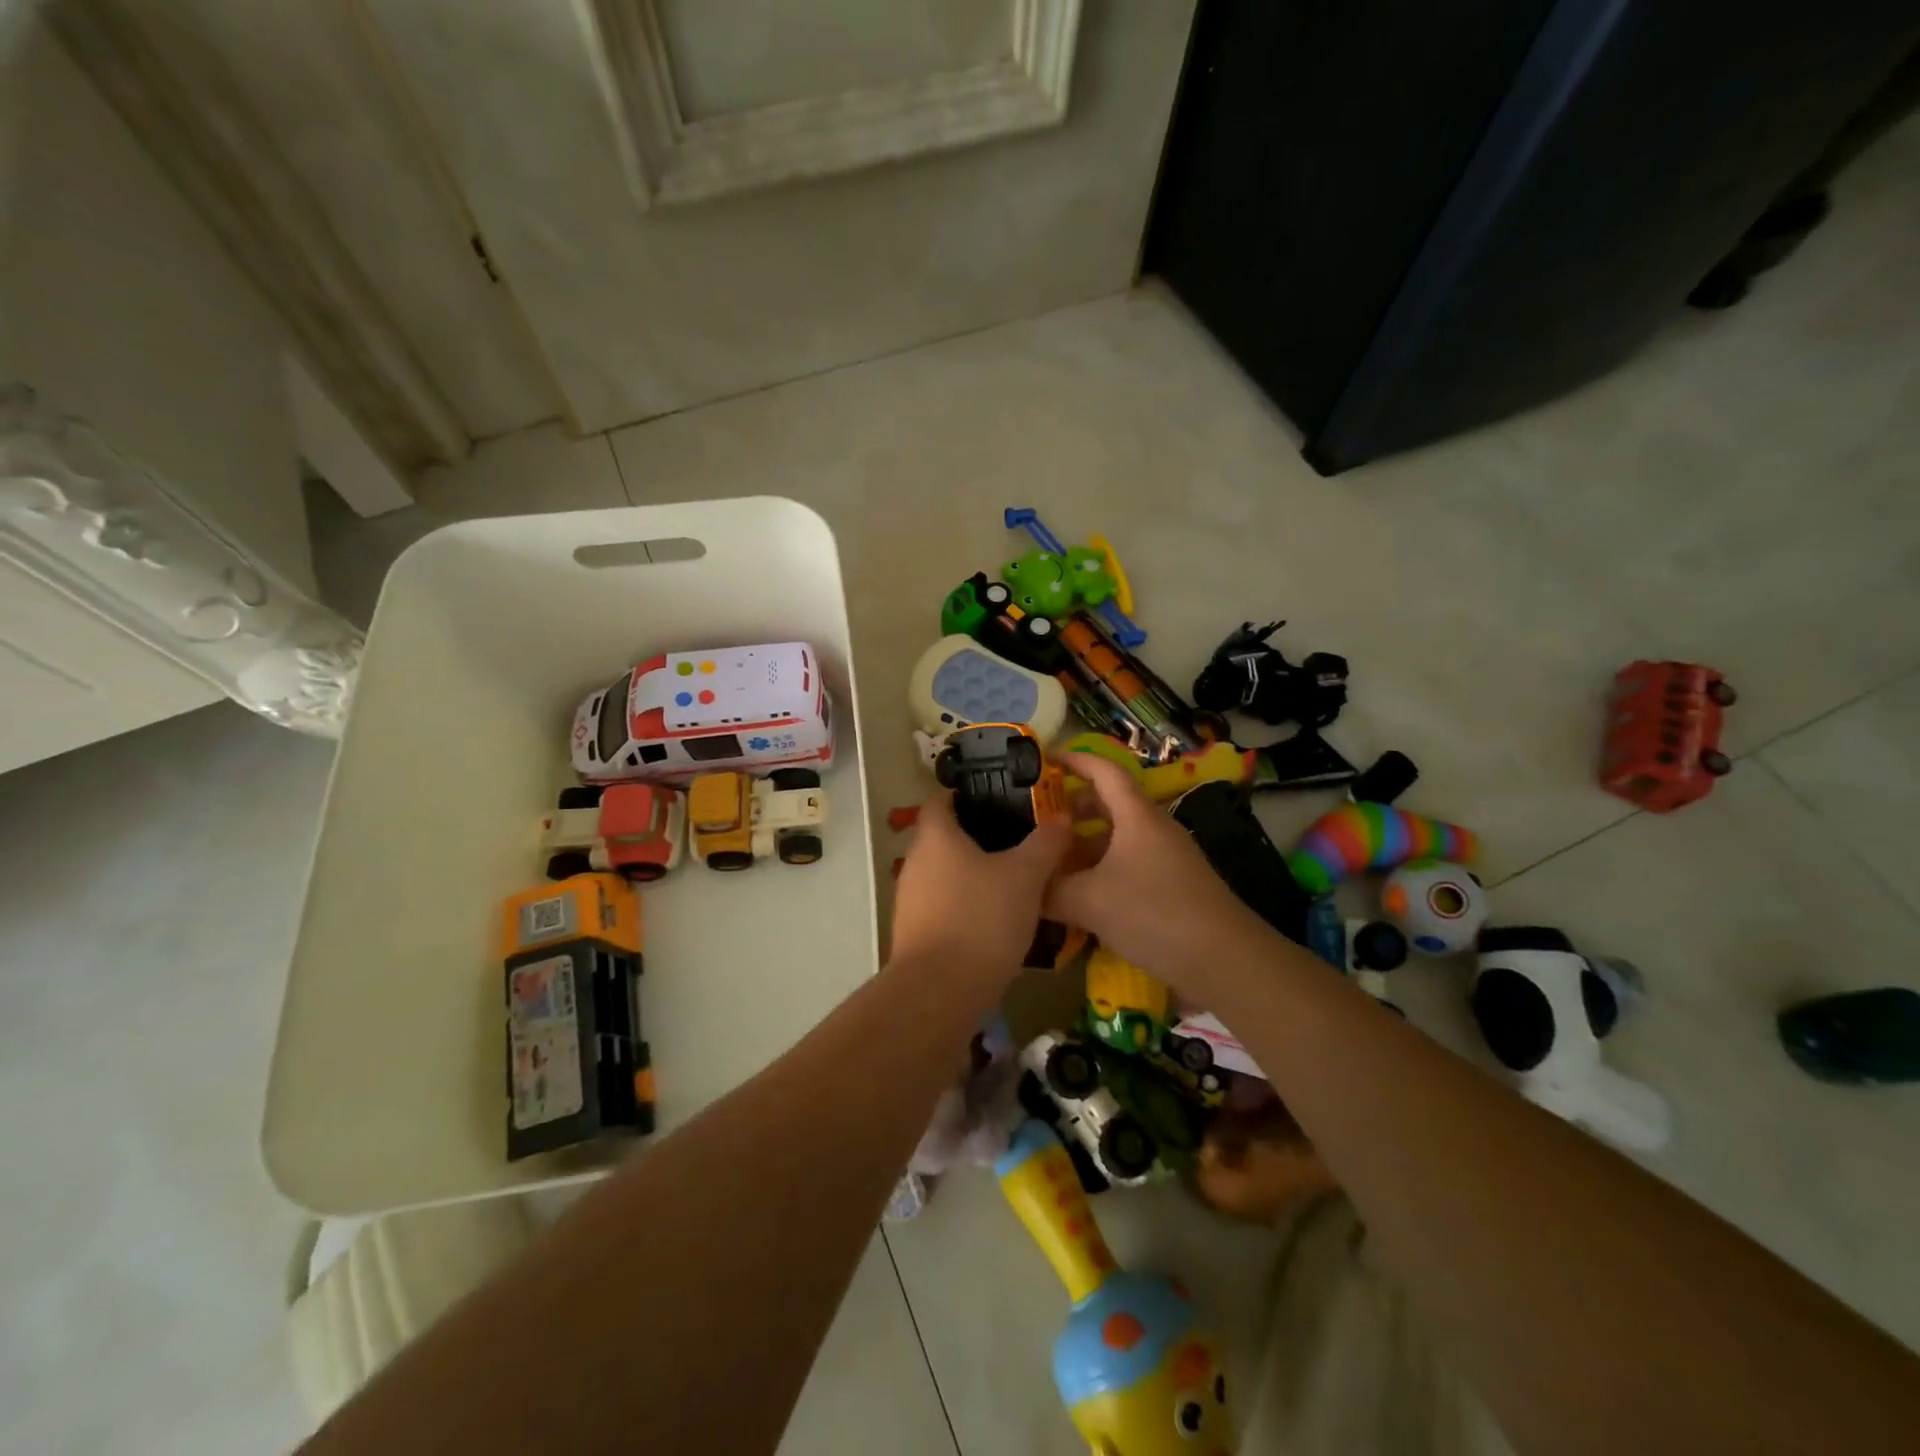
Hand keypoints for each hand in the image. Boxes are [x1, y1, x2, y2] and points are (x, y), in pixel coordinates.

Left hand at [890, 790, 1069, 982]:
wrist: (940, 991)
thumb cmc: (981, 917)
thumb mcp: (1025, 876)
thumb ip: (1045, 844)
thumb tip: (1062, 817)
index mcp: (935, 836)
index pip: (941, 798)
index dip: (966, 793)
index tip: (999, 796)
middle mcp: (915, 861)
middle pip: (943, 837)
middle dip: (977, 836)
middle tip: (1018, 839)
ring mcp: (910, 900)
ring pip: (944, 874)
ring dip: (972, 874)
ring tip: (1013, 880)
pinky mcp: (915, 933)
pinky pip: (943, 906)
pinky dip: (966, 905)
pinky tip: (995, 919)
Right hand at [1046, 753, 1266, 990]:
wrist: (1225, 960)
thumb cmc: (1153, 914)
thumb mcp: (1089, 901)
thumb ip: (1050, 891)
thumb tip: (1024, 887)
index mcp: (1136, 816)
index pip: (1104, 771)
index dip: (1074, 760)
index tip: (1044, 760)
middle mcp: (1154, 829)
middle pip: (1111, 803)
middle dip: (1074, 806)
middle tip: (1039, 818)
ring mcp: (1167, 858)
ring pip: (1119, 838)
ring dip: (1086, 844)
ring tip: (1053, 861)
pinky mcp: (1173, 886)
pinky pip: (1129, 865)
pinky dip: (1102, 870)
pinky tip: (1082, 897)